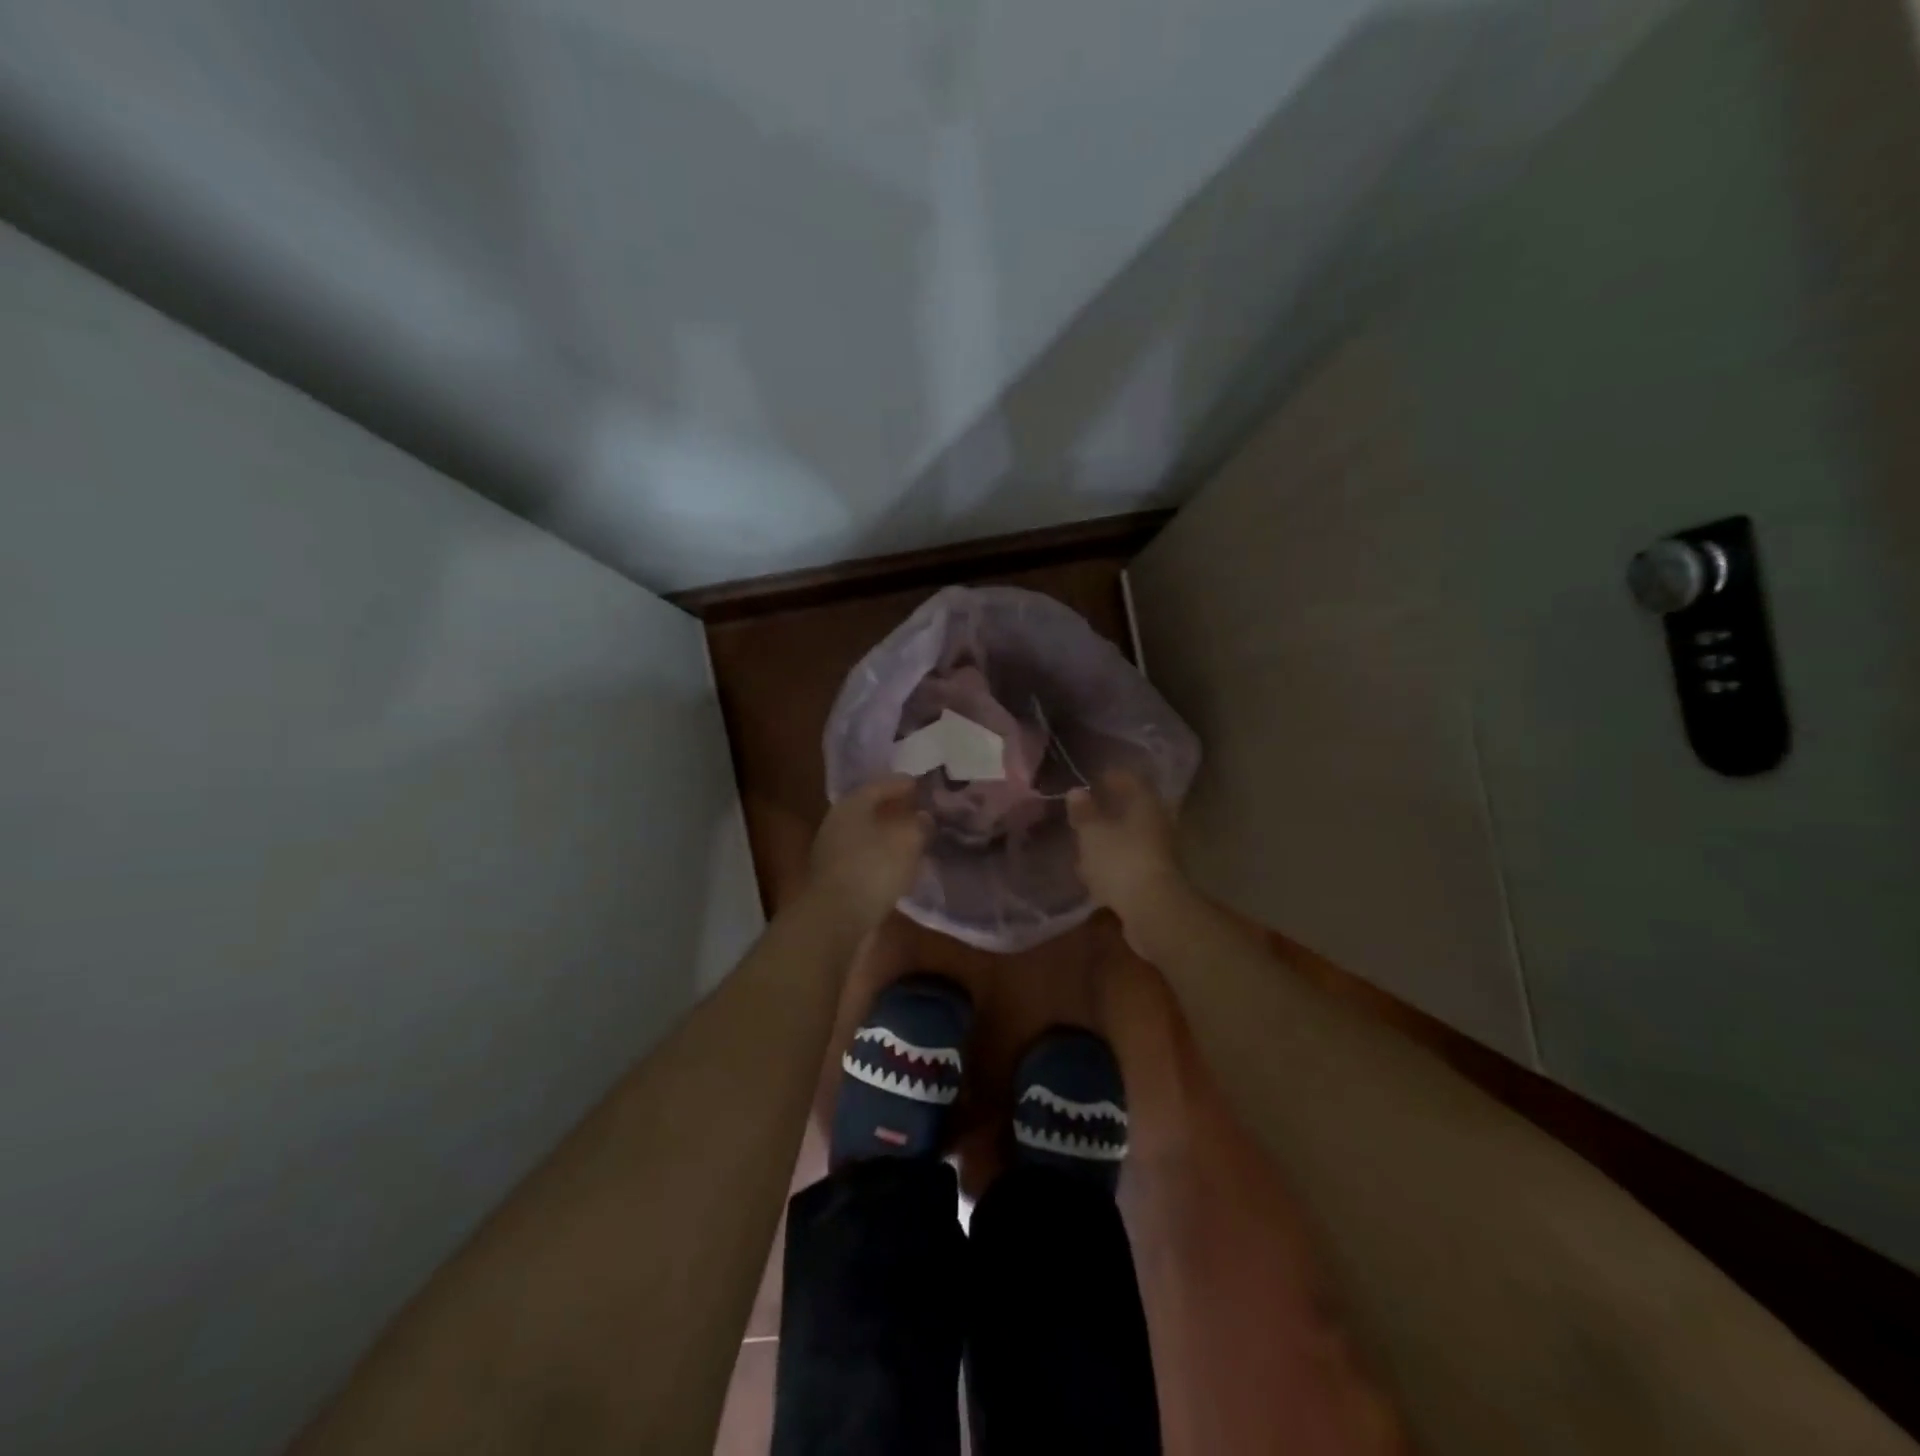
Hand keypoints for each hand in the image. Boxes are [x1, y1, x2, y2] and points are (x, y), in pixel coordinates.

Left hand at [807, 776, 929, 928]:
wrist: (836, 921)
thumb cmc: (872, 870)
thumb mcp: (906, 841)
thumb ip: (919, 825)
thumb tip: (923, 817)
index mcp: (850, 807)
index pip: (878, 785)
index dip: (901, 783)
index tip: (920, 784)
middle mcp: (837, 825)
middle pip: (870, 811)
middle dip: (895, 810)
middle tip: (920, 810)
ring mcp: (833, 854)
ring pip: (868, 837)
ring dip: (890, 837)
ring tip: (916, 839)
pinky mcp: (837, 881)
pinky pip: (866, 861)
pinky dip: (884, 860)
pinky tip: (902, 867)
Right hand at [1067, 770, 1186, 926]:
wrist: (1152, 912)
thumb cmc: (1120, 861)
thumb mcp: (1093, 833)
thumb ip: (1084, 812)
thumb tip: (1077, 791)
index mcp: (1145, 806)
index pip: (1133, 781)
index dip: (1115, 777)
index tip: (1097, 777)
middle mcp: (1157, 825)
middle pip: (1134, 810)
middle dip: (1112, 809)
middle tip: (1089, 807)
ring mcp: (1157, 854)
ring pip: (1130, 837)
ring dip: (1110, 837)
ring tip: (1085, 839)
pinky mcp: (1153, 879)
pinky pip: (1128, 862)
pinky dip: (1112, 861)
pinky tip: (1093, 870)